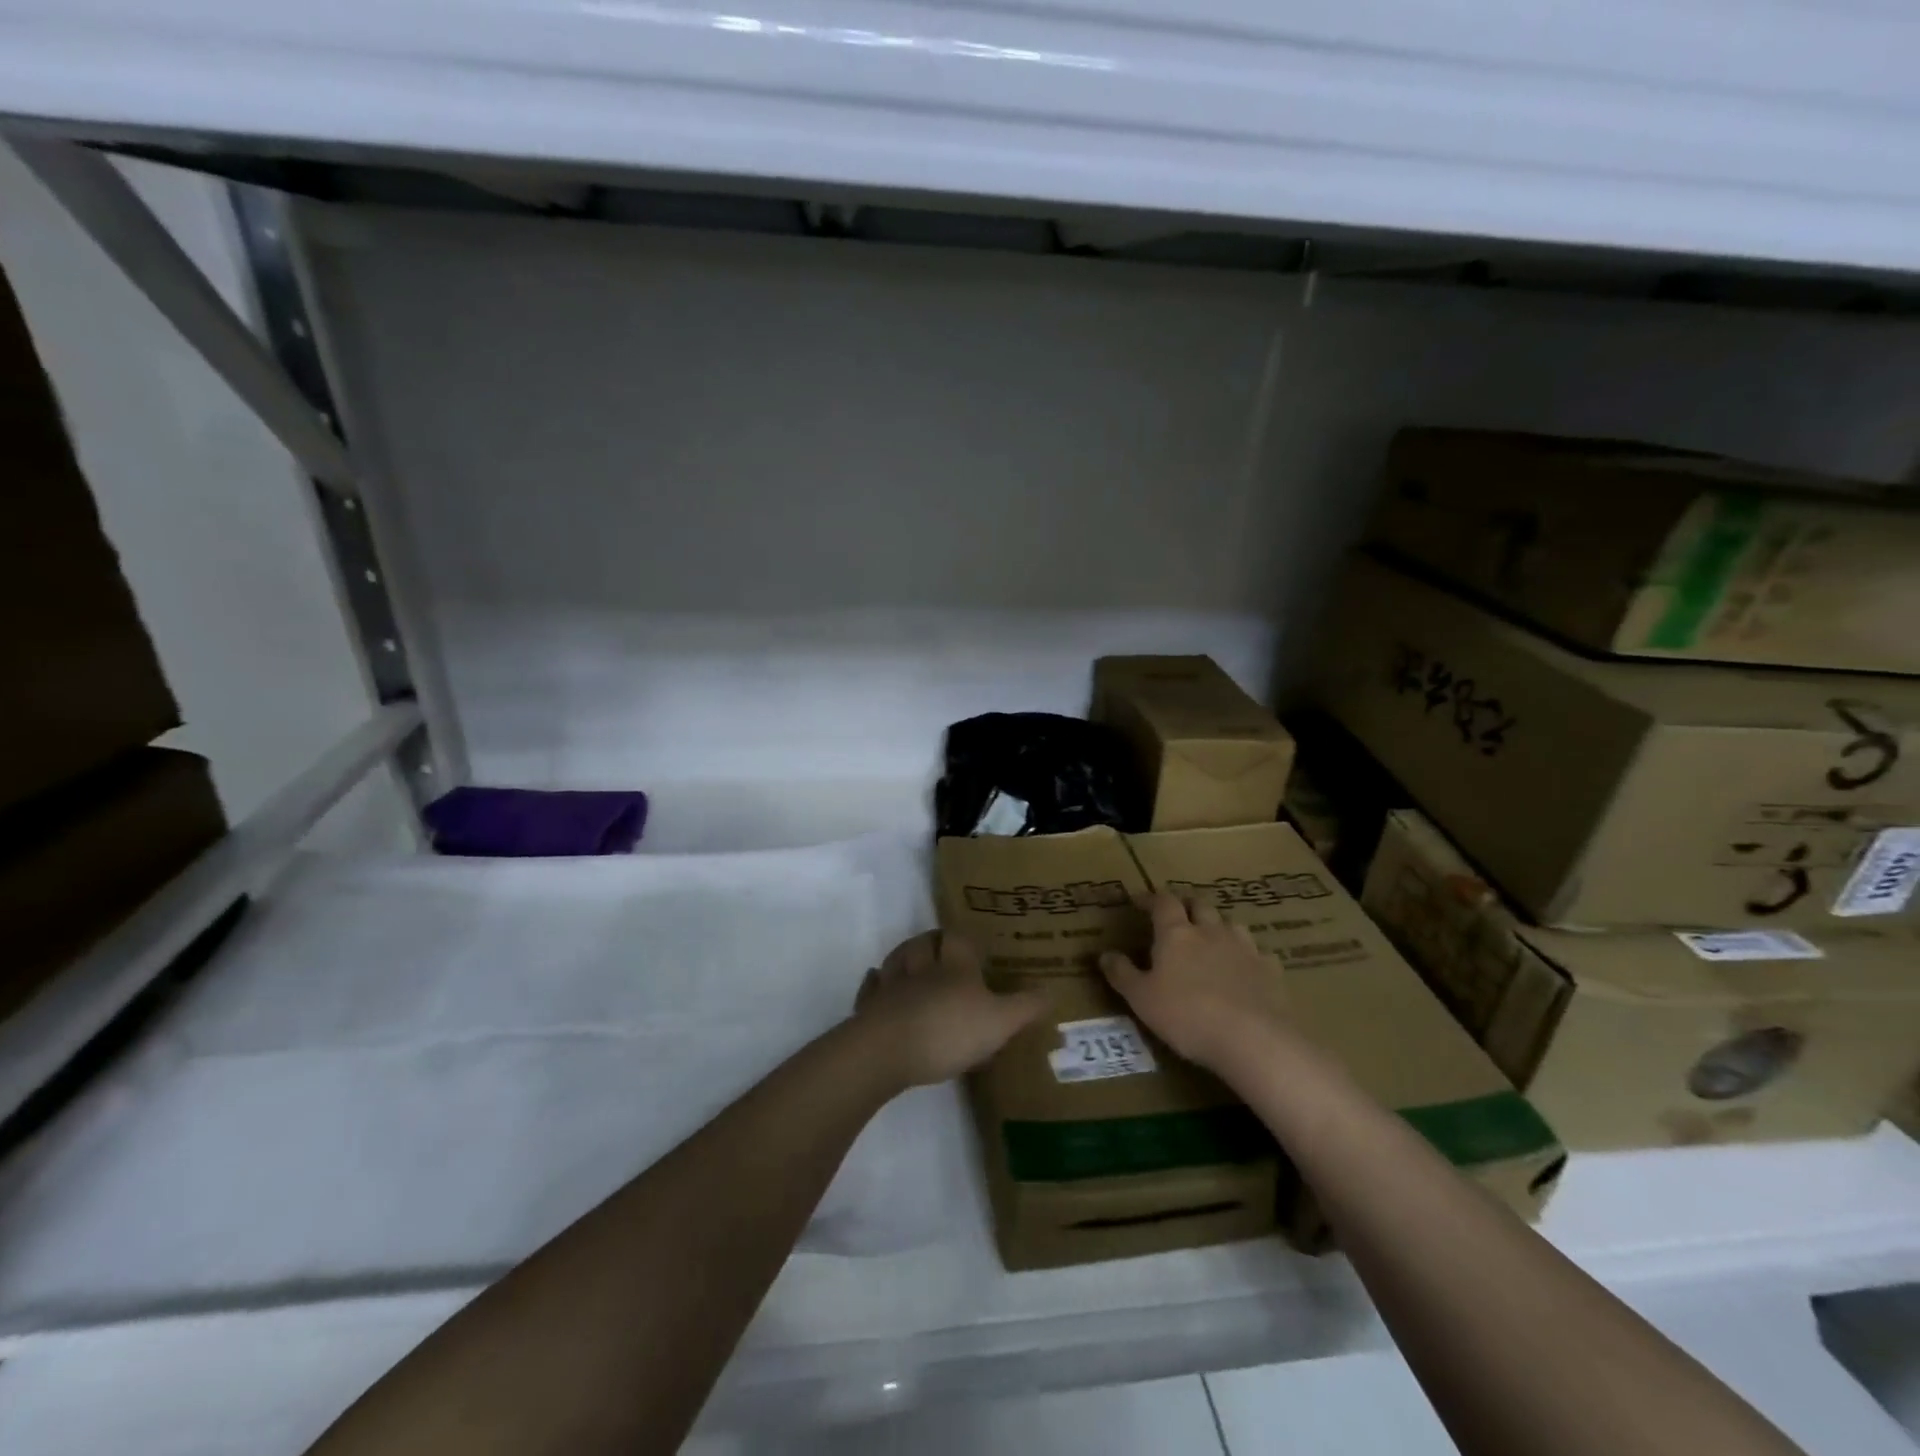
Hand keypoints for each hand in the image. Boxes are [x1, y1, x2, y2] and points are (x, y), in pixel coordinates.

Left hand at [854, 932, 1047, 1087]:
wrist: (888, 1049)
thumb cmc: (949, 1029)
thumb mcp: (1000, 1022)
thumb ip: (1025, 1007)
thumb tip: (1052, 991)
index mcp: (954, 966)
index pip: (958, 939)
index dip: (965, 937)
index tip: (973, 940)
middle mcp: (922, 967)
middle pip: (924, 943)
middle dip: (932, 941)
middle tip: (940, 945)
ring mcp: (892, 986)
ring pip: (896, 960)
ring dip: (904, 956)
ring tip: (912, 958)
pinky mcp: (870, 1008)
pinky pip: (872, 988)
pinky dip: (875, 982)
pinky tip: (876, 980)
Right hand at [1099, 892, 1290, 1072]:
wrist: (1252, 1039)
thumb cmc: (1187, 1016)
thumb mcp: (1142, 999)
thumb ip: (1122, 974)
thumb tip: (1104, 954)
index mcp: (1176, 934)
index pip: (1163, 903)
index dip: (1151, 898)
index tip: (1140, 901)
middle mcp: (1211, 932)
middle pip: (1200, 905)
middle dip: (1187, 905)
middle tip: (1178, 915)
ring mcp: (1244, 948)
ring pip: (1231, 924)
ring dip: (1219, 926)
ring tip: (1212, 938)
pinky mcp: (1270, 970)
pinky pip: (1258, 953)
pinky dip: (1248, 955)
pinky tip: (1246, 969)